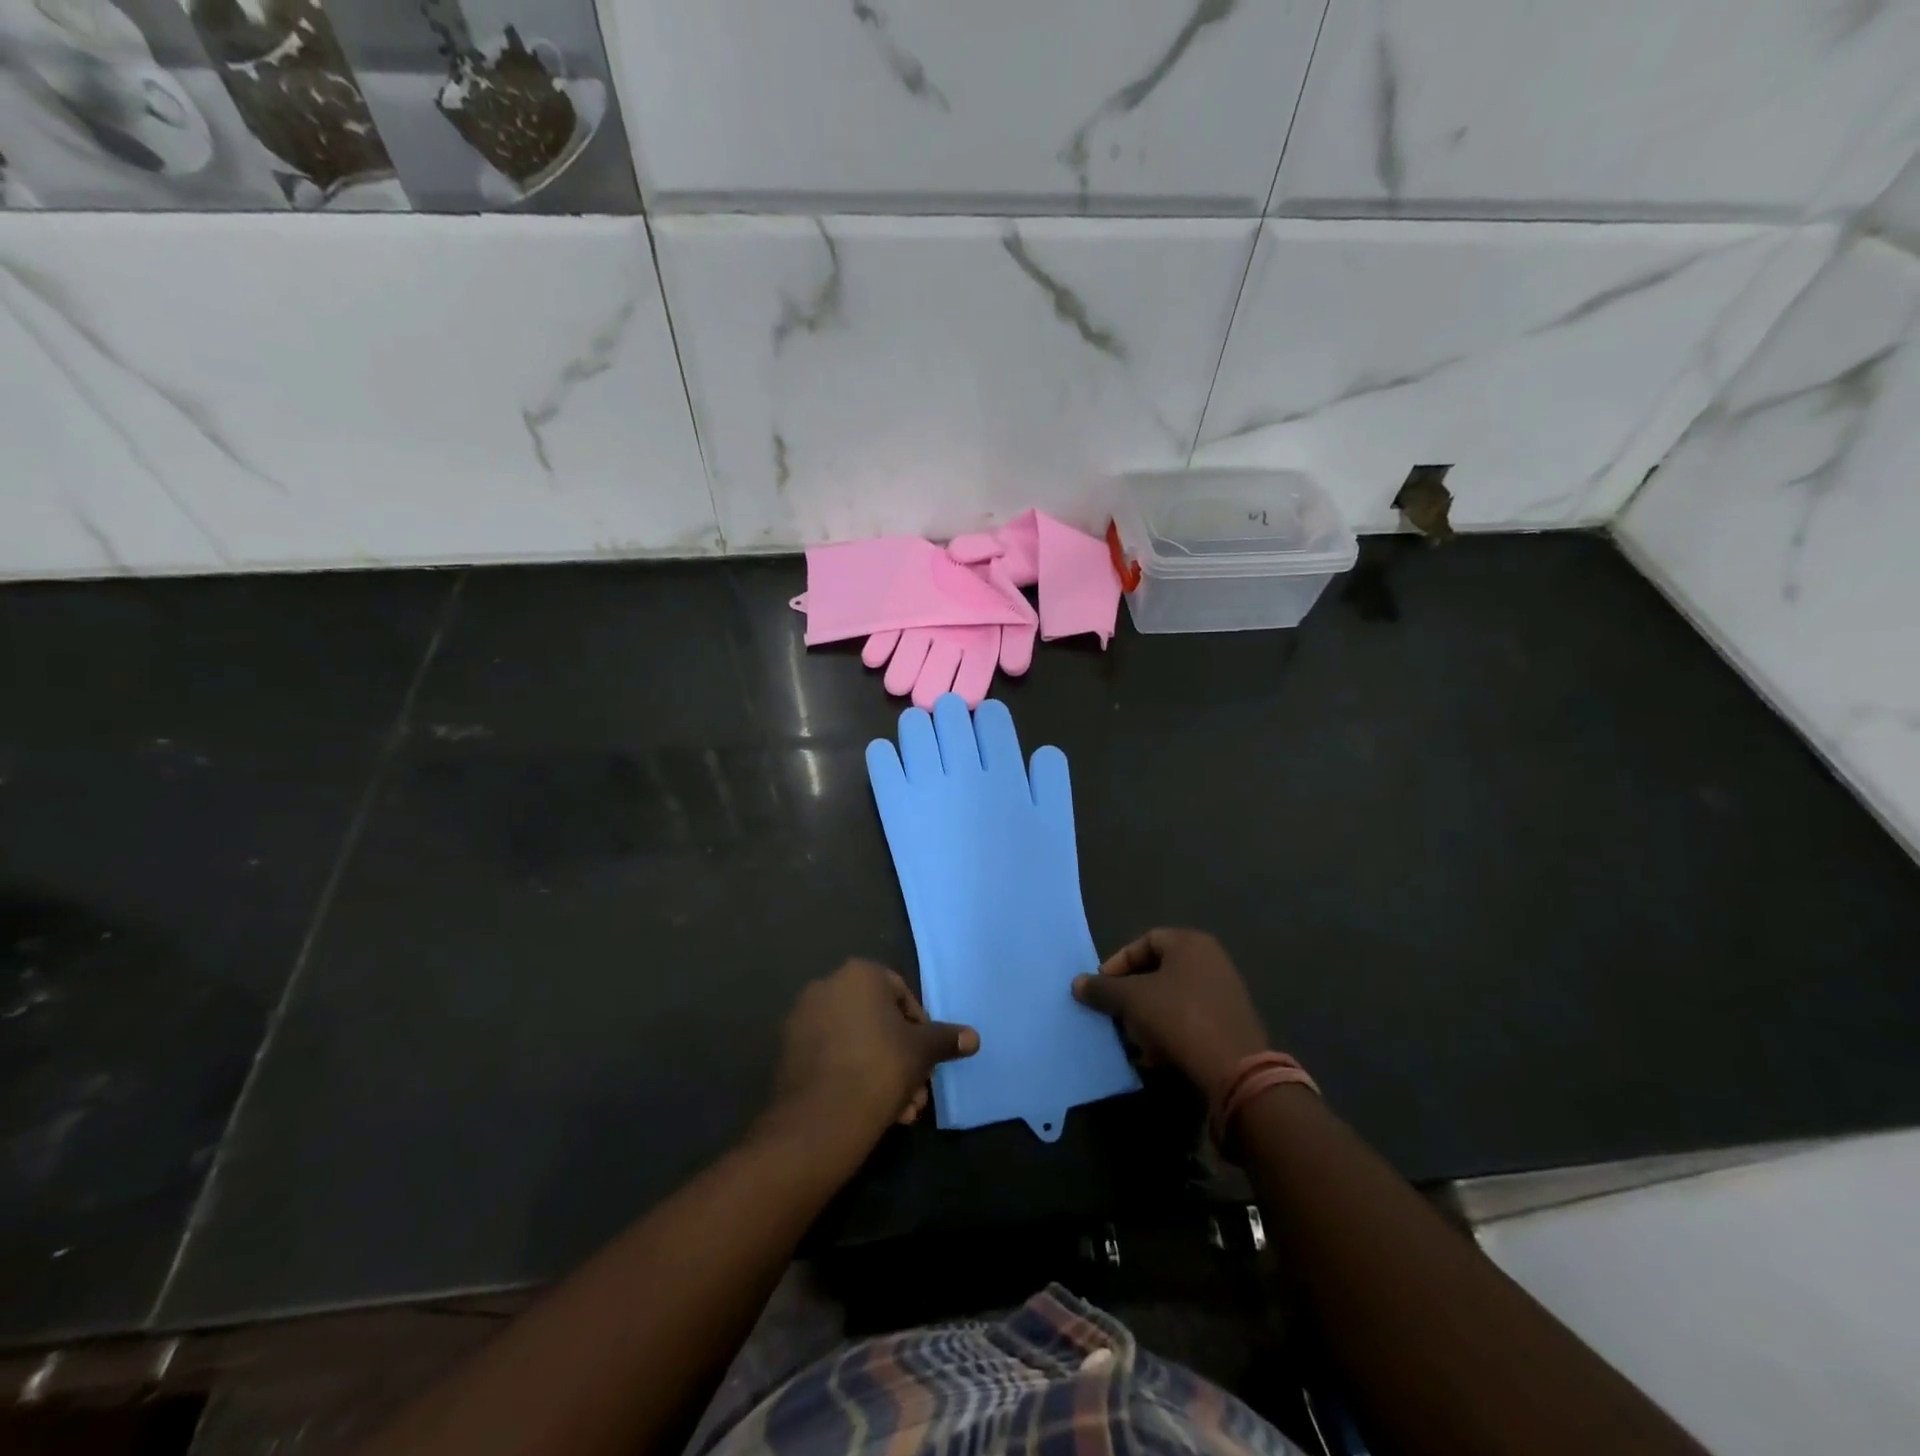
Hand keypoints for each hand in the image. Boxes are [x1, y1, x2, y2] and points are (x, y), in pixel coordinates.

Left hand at [766, 959, 979, 1145]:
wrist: (820, 1119)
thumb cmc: (879, 1068)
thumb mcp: (922, 1052)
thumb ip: (946, 1039)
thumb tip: (973, 1037)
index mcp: (859, 974)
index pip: (902, 994)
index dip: (921, 1029)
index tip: (928, 1060)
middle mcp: (826, 986)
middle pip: (878, 1021)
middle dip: (902, 1058)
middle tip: (916, 1092)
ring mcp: (802, 1018)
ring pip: (857, 1042)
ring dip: (882, 1072)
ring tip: (899, 1112)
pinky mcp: (788, 1051)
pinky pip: (832, 1056)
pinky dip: (853, 1076)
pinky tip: (871, 1110)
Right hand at [1072, 929, 1268, 1094]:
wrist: (1236, 1071)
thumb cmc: (1179, 1018)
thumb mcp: (1131, 1000)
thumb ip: (1102, 989)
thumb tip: (1077, 984)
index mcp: (1190, 943)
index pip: (1144, 942)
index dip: (1118, 963)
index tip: (1102, 988)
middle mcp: (1211, 961)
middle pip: (1158, 971)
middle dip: (1131, 995)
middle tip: (1115, 1015)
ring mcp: (1225, 993)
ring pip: (1172, 999)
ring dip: (1148, 1017)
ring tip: (1134, 1041)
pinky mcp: (1231, 1024)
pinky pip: (1190, 1020)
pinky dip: (1169, 1033)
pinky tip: (1157, 1057)